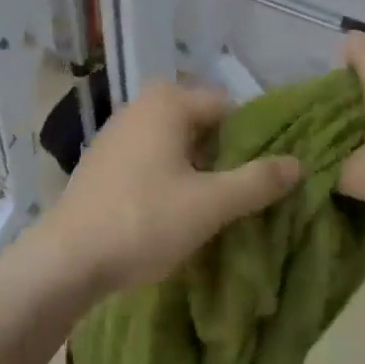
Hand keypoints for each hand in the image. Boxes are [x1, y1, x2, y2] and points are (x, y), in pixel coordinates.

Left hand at [39, 81, 300, 294]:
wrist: (65, 261)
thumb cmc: (143, 222)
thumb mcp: (210, 204)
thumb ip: (258, 181)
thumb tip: (299, 163)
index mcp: (167, 102)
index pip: (230, 108)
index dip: (254, 140)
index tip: (266, 176)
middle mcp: (140, 107)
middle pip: (203, 126)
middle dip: (226, 157)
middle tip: (243, 196)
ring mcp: (116, 134)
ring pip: (176, 145)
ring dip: (199, 170)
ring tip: (215, 208)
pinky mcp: (103, 162)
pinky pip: (151, 160)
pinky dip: (170, 178)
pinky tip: (174, 212)